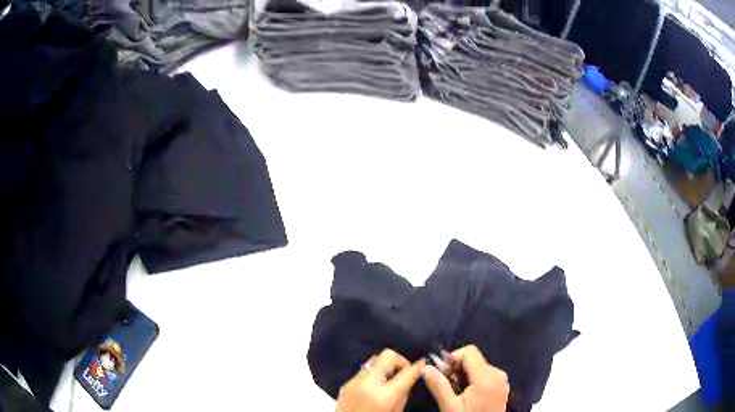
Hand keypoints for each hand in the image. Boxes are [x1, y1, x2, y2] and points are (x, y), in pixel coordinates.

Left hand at [336, 349, 425, 411]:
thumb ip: (403, 394)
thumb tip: (408, 379)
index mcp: (384, 395)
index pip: (407, 372)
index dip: (419, 366)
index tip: (424, 363)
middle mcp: (368, 384)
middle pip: (387, 355)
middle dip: (400, 360)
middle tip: (405, 370)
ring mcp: (353, 382)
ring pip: (373, 361)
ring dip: (385, 366)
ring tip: (391, 378)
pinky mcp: (345, 385)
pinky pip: (363, 372)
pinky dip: (373, 375)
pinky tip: (376, 386)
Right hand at [423, 345, 508, 411]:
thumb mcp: (450, 407)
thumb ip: (439, 386)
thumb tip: (426, 367)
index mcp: (487, 376)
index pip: (470, 351)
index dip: (452, 357)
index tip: (441, 372)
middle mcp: (498, 373)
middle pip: (474, 359)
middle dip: (456, 369)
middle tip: (445, 386)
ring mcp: (502, 379)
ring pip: (478, 366)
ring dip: (463, 375)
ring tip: (455, 392)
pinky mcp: (501, 385)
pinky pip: (485, 374)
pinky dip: (472, 379)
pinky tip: (466, 395)